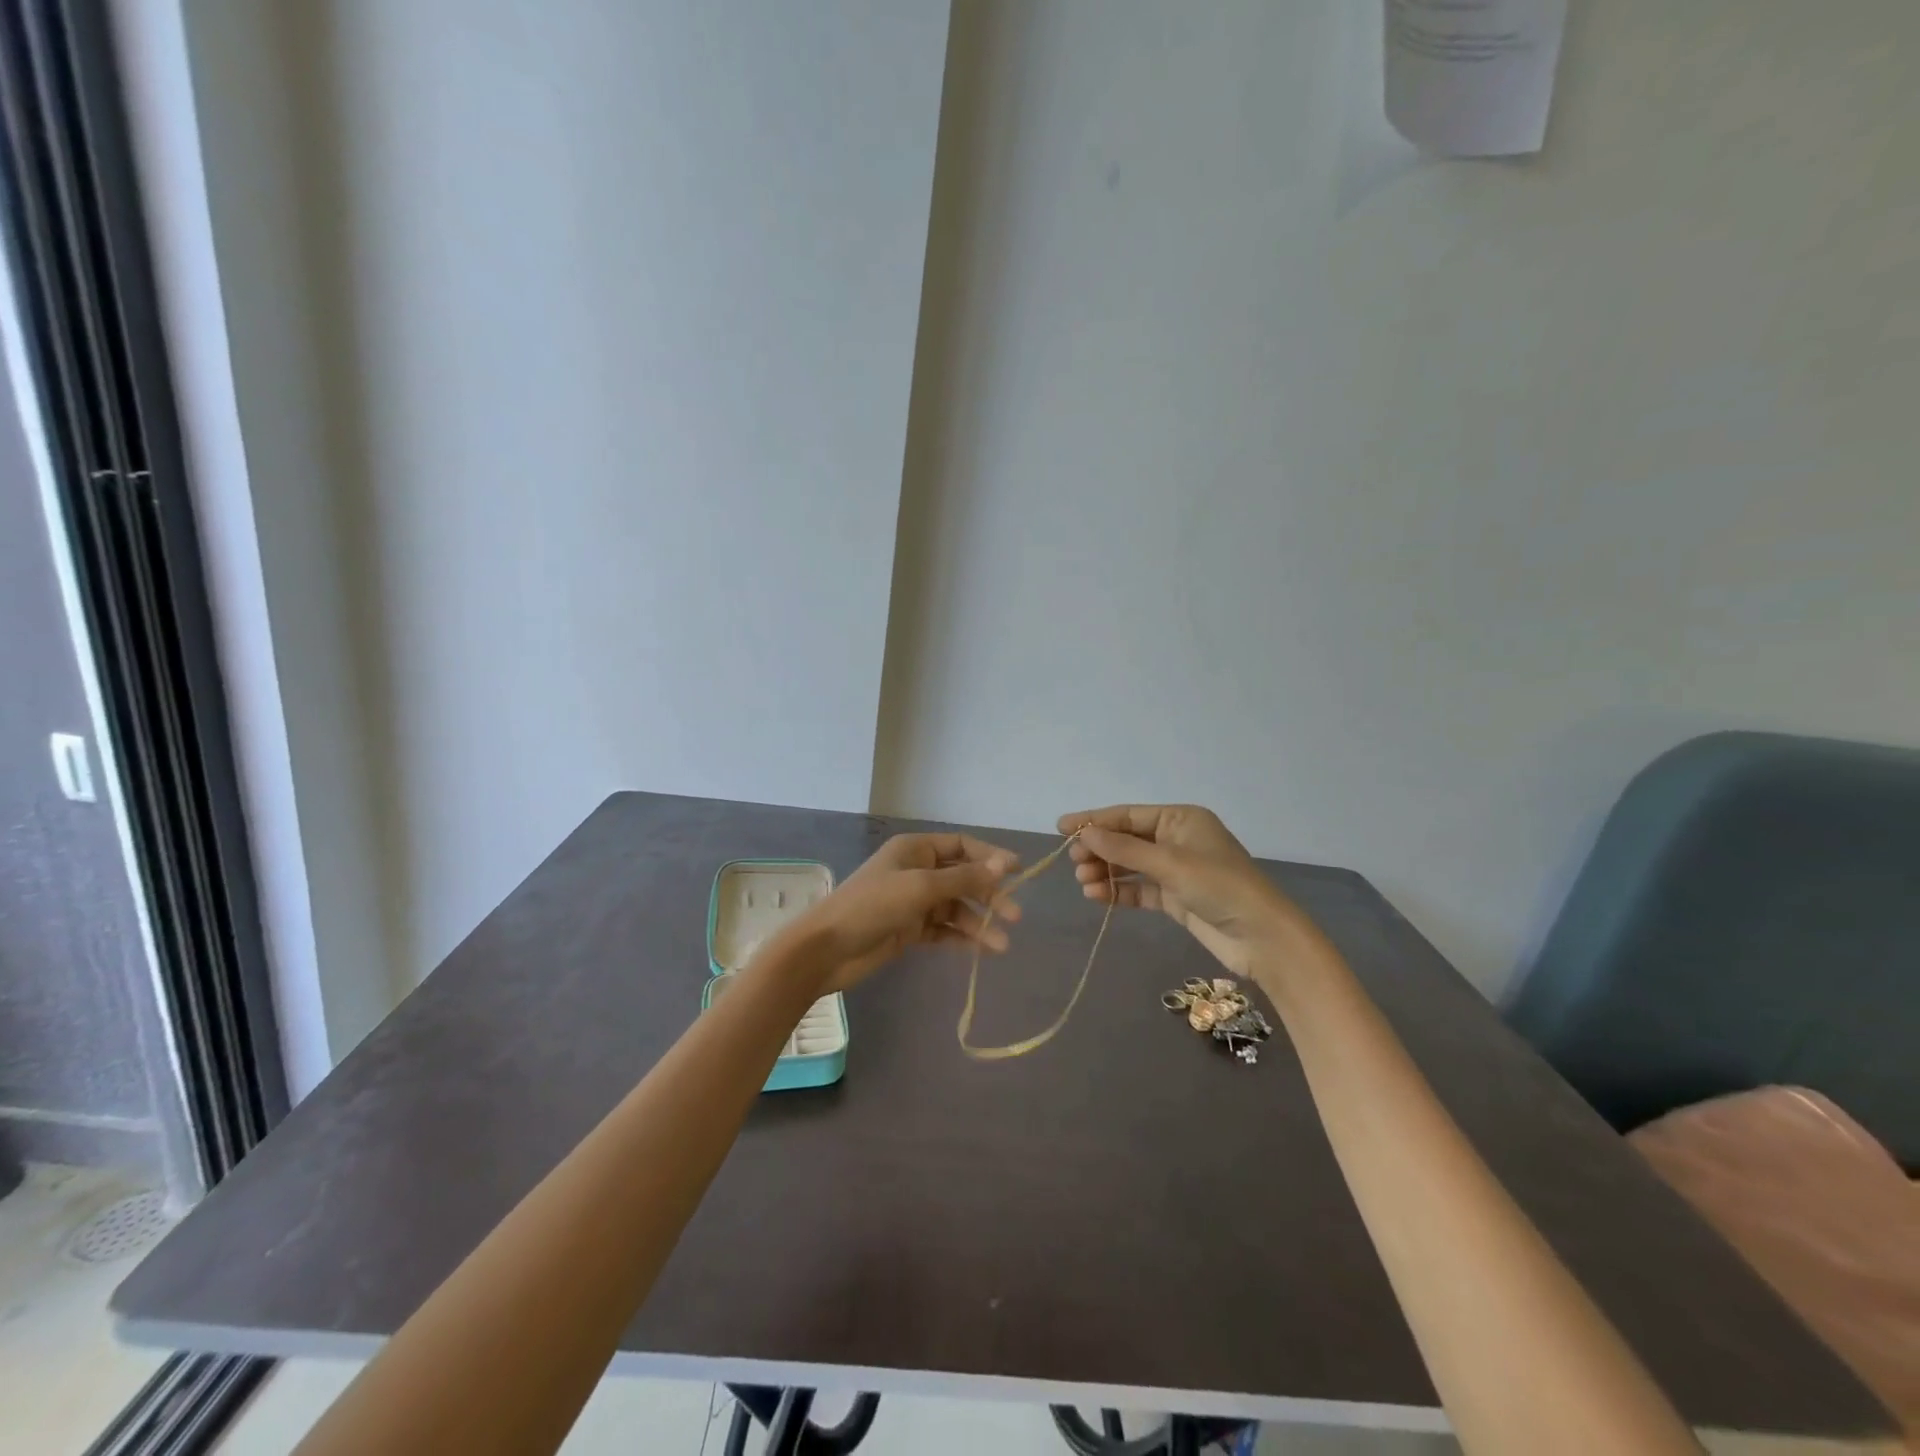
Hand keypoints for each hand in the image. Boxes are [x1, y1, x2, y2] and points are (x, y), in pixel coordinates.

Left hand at [783, 833, 1022, 992]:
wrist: (827, 949)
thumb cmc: (872, 906)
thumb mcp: (921, 887)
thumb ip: (964, 878)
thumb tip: (1004, 864)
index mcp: (915, 849)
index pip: (961, 846)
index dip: (990, 857)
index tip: (1018, 872)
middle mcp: (916, 870)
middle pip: (963, 878)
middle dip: (989, 895)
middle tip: (1014, 916)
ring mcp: (912, 901)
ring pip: (956, 907)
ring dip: (978, 922)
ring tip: (1001, 945)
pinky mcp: (909, 930)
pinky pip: (943, 929)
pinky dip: (962, 938)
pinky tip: (982, 950)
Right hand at [1058, 804, 1298, 979]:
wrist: (1262, 937)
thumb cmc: (1219, 887)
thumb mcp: (1169, 863)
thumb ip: (1124, 848)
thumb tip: (1084, 833)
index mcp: (1180, 819)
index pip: (1128, 815)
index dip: (1094, 820)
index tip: (1061, 828)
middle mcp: (1177, 839)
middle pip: (1127, 839)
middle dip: (1099, 849)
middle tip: (1073, 861)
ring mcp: (1176, 870)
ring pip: (1130, 865)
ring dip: (1106, 872)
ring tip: (1084, 882)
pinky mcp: (1176, 898)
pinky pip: (1139, 889)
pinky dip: (1119, 892)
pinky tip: (1098, 897)